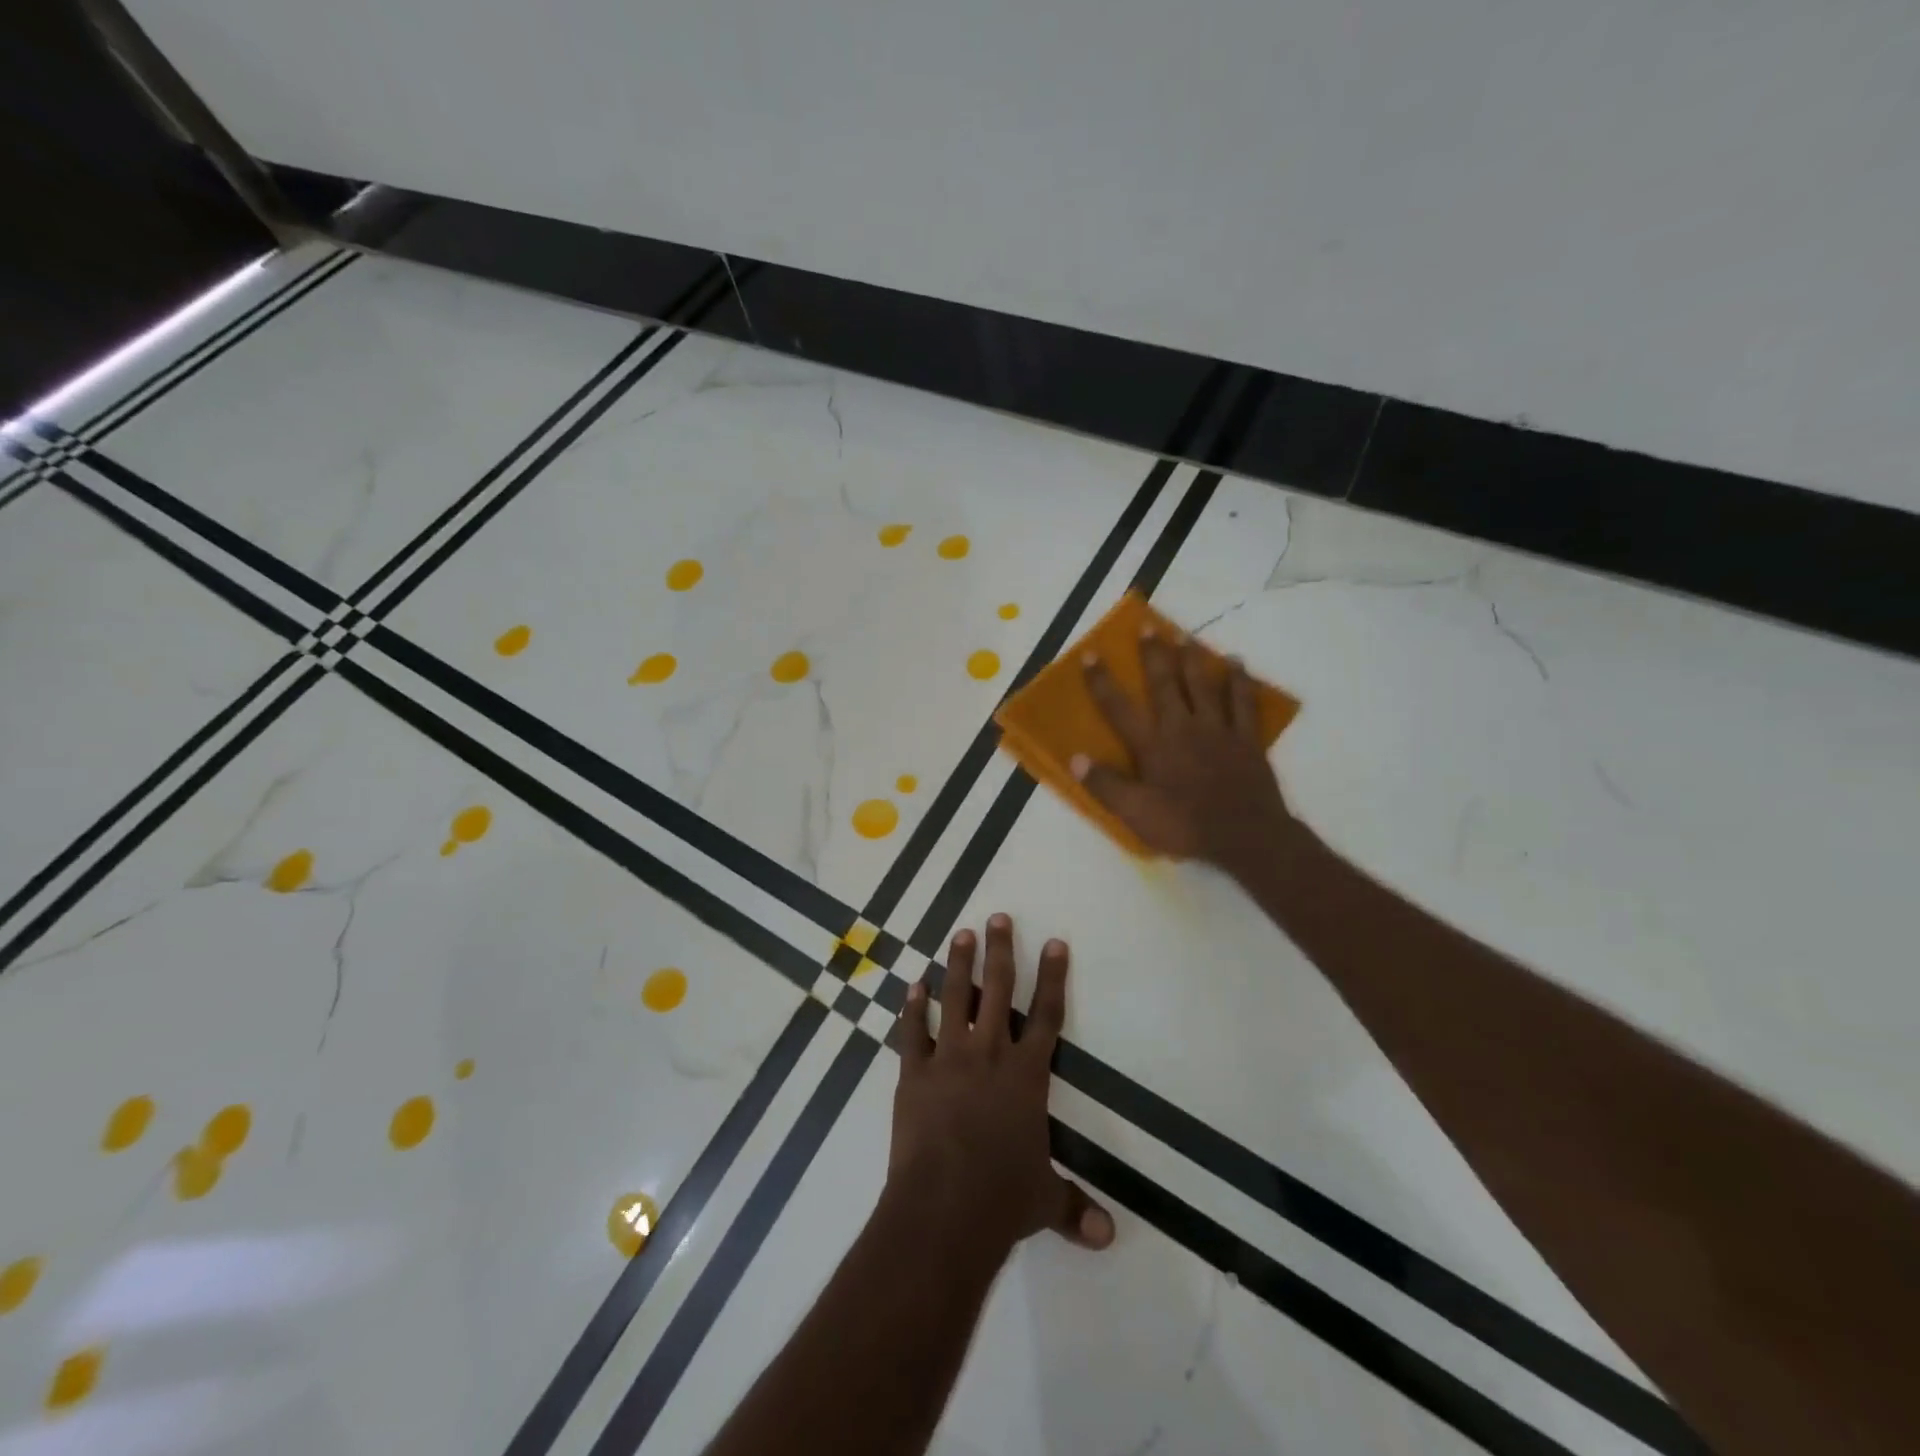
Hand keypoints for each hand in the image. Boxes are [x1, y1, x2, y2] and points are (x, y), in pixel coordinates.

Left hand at [890, 914, 1114, 1256]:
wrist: (943, 1208)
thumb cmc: (1002, 1200)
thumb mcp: (1045, 1202)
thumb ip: (1075, 1209)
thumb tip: (1109, 1238)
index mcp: (1027, 1075)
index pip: (1046, 1015)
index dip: (1053, 976)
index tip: (1055, 942)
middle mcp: (990, 1054)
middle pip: (998, 990)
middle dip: (1001, 950)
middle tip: (998, 917)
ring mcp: (949, 1058)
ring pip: (955, 998)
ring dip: (958, 964)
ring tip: (960, 933)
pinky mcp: (915, 1073)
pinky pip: (913, 1031)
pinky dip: (913, 1007)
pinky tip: (914, 985)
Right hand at [1074, 628, 1294, 875]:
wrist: (1245, 836)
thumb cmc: (1185, 826)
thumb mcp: (1136, 813)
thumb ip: (1105, 785)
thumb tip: (1074, 758)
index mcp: (1153, 745)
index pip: (1119, 708)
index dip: (1102, 681)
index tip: (1091, 654)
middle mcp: (1182, 727)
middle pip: (1164, 683)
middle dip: (1153, 654)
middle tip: (1148, 626)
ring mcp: (1218, 729)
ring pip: (1203, 685)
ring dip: (1192, 659)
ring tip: (1185, 635)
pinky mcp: (1246, 738)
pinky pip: (1243, 702)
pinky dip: (1240, 681)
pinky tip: (1237, 663)